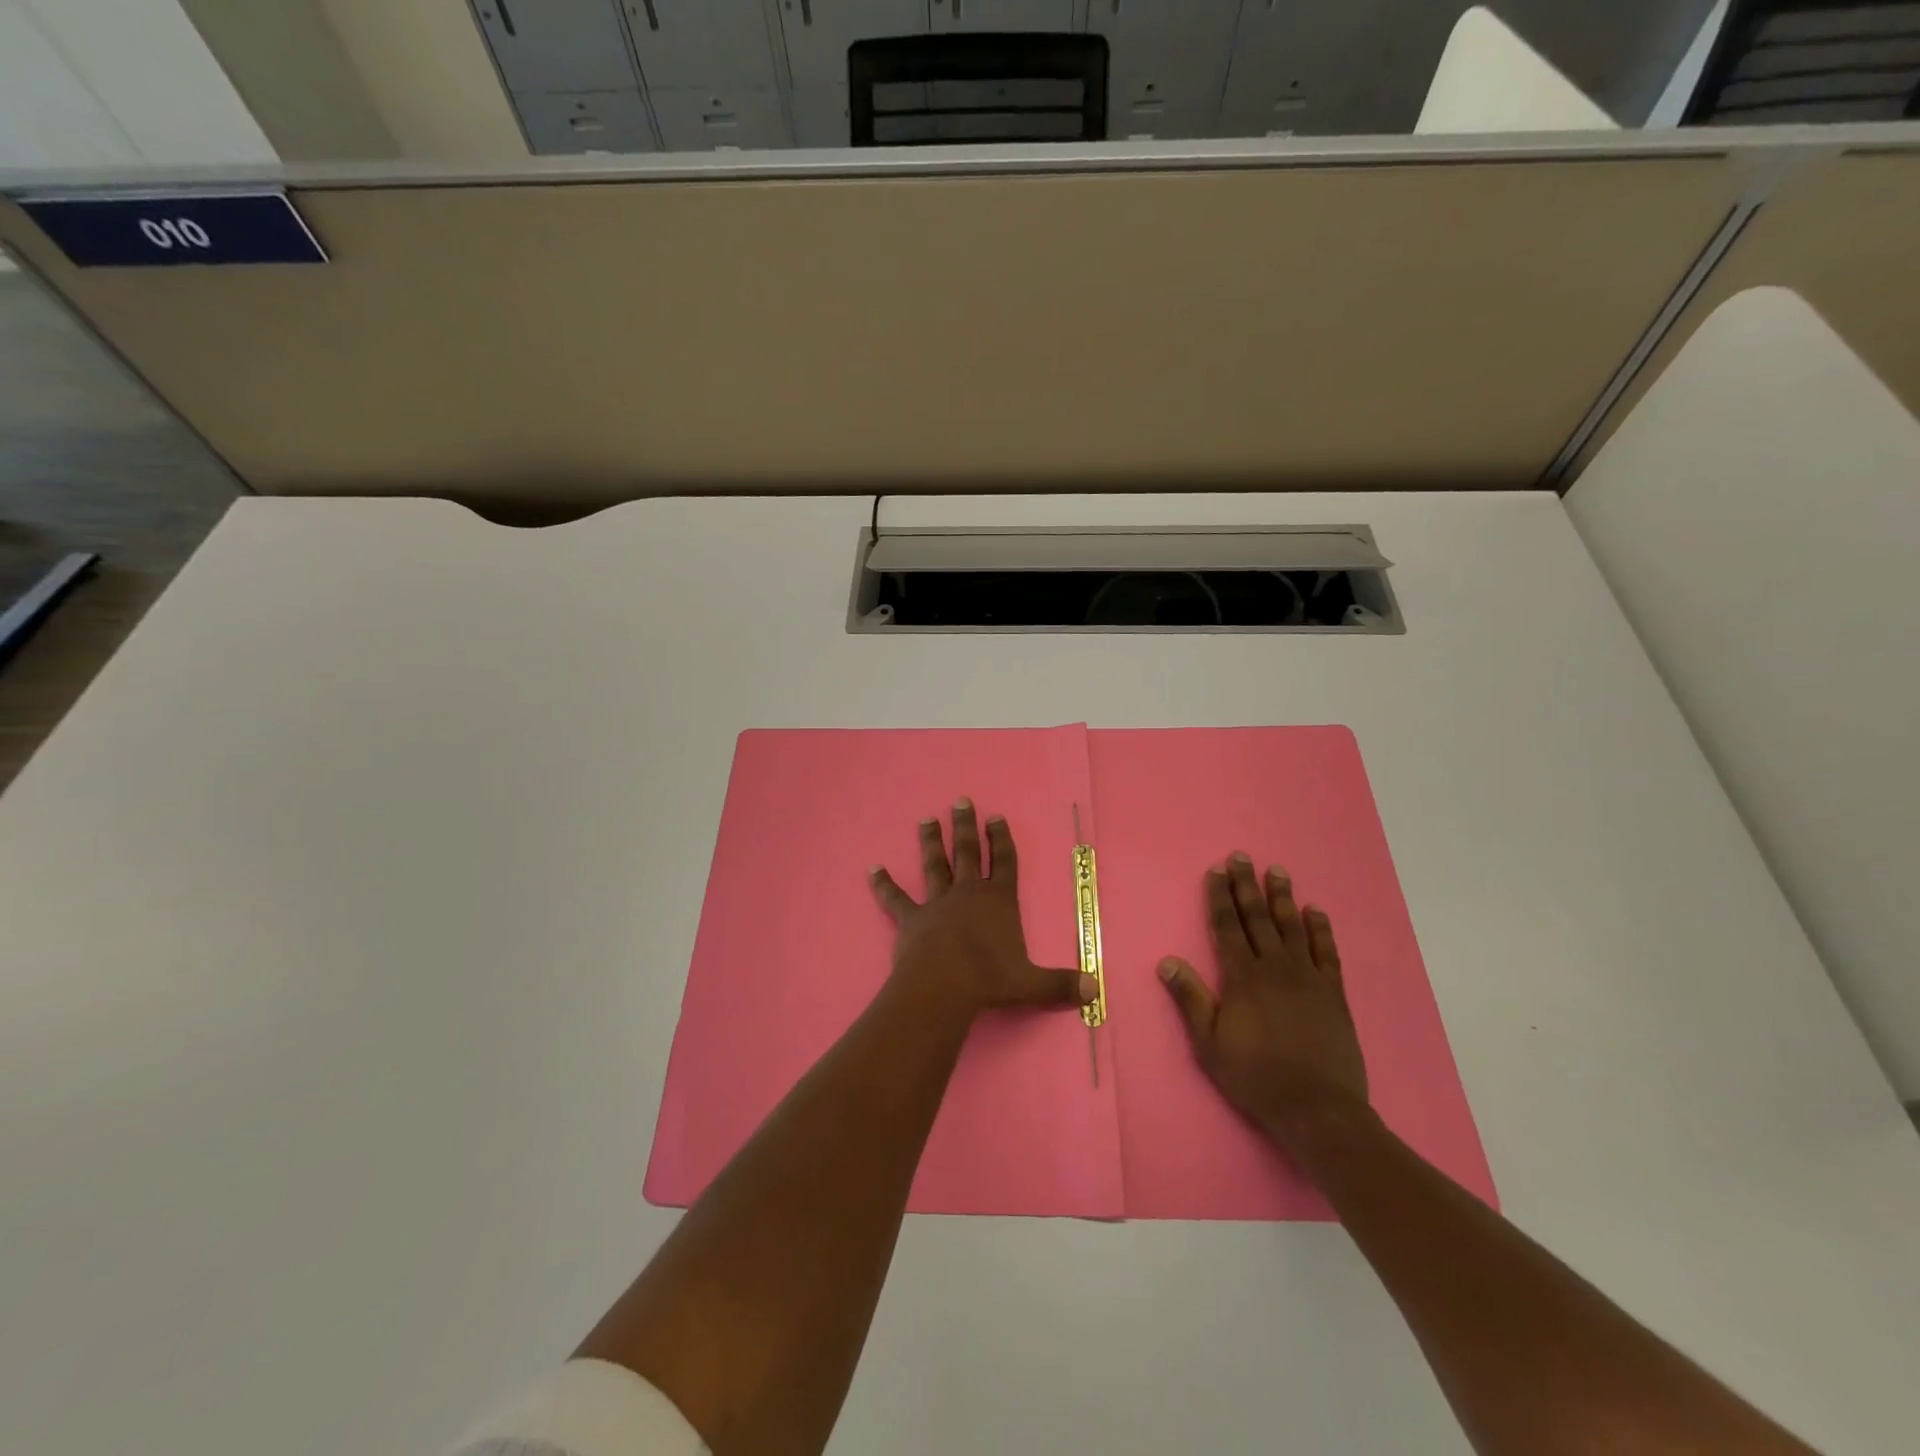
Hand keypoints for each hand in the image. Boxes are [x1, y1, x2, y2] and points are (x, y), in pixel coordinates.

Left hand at [870, 799, 1096, 1020]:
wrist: (943, 988)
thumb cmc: (990, 981)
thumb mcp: (1032, 984)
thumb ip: (1061, 984)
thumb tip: (1094, 990)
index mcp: (999, 901)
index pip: (1005, 862)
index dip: (1002, 839)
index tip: (996, 817)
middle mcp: (968, 894)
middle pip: (968, 852)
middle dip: (966, 826)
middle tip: (961, 801)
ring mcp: (937, 903)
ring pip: (934, 865)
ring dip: (931, 841)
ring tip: (927, 819)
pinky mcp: (911, 919)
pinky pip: (895, 898)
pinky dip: (883, 884)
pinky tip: (872, 869)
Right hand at [1159, 853, 1370, 1149]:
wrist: (1316, 1108)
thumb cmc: (1255, 1076)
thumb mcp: (1209, 1043)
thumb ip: (1190, 998)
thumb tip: (1166, 961)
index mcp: (1242, 977)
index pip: (1226, 927)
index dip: (1220, 897)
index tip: (1217, 871)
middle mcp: (1274, 968)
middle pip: (1257, 918)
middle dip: (1247, 885)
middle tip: (1243, 856)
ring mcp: (1307, 978)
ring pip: (1292, 927)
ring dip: (1282, 897)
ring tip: (1277, 871)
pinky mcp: (1333, 994)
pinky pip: (1326, 952)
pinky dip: (1321, 930)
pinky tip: (1316, 911)